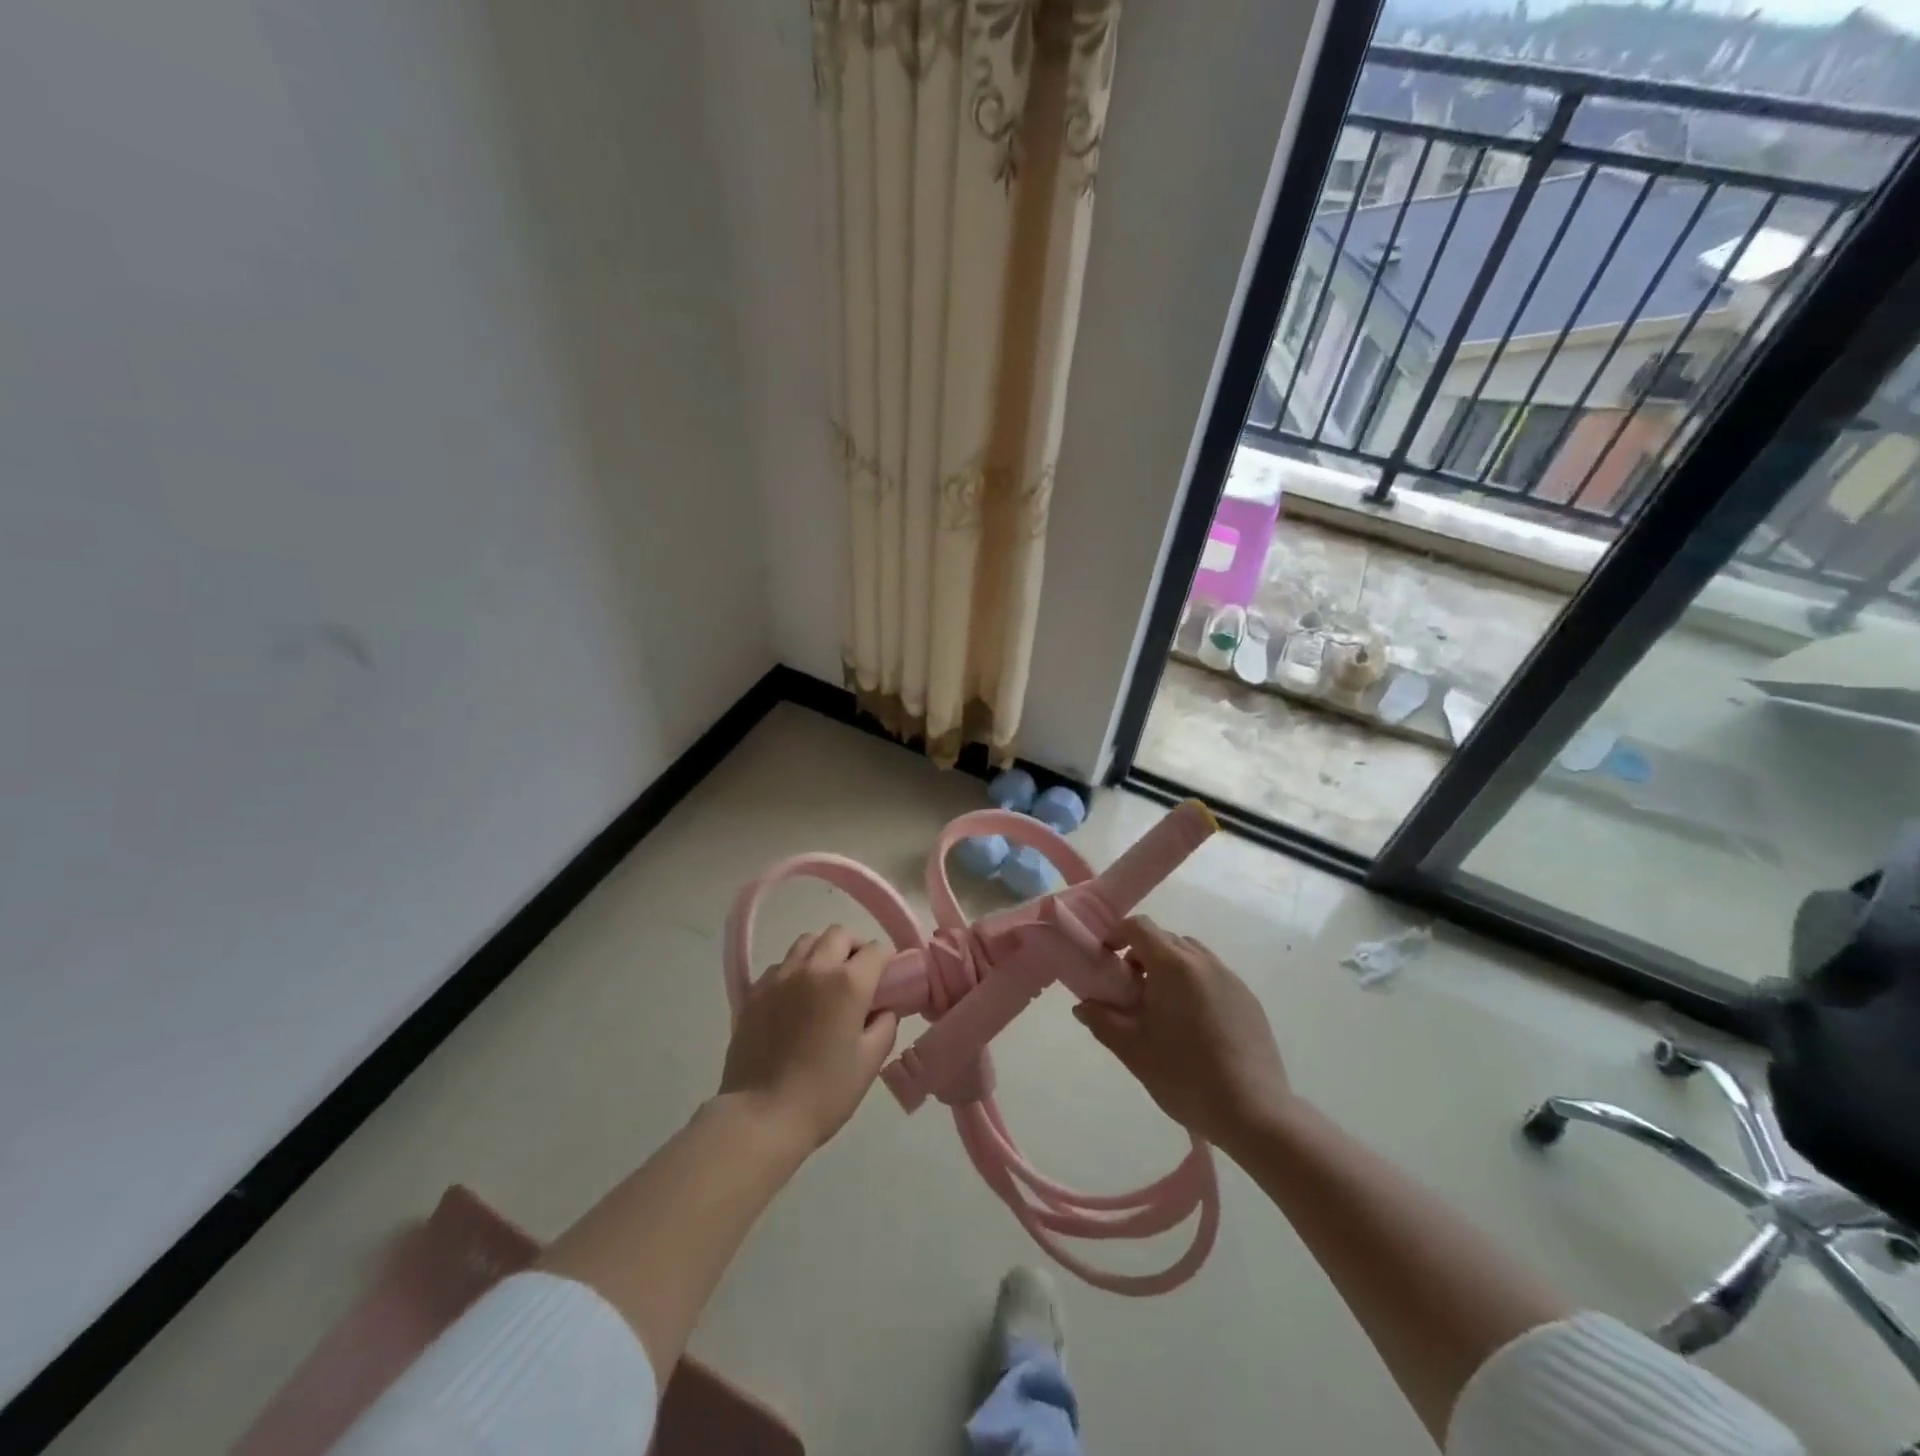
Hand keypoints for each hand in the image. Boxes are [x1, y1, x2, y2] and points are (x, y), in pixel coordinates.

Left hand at [719, 925, 899, 1150]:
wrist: (761, 1116)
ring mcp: (780, 976)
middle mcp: (814, 968)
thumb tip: (882, 1008)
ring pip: (807, 941)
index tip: (888, 981)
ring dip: (823, 952)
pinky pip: (781, 964)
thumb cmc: (824, 1093)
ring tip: (825, 982)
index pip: (876, 949)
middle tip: (859, 977)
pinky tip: (795, 999)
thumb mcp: (870, 1062)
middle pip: (839, 934)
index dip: (886, 961)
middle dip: (855, 948)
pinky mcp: (755, 991)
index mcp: (848, 982)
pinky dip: (794, 970)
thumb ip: (885, 1025)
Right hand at [1073, 916, 1290, 1150]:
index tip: (1106, 960)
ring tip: (1161, 1008)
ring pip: (1191, 956)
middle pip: (1165, 939)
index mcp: (1174, 966)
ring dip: (1169, 968)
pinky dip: (1194, 985)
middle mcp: (1204, 962)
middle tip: (1129, 990)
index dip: (1117, 935)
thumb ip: (1102, 1020)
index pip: (1140, 927)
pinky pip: (1213, 976)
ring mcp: (1231, 979)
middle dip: (1142, 954)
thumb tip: (1083, 1005)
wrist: (1254, 1113)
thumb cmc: (1185, 1076)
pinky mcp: (1249, 1000)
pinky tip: (1193, 1026)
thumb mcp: (1133, 1050)